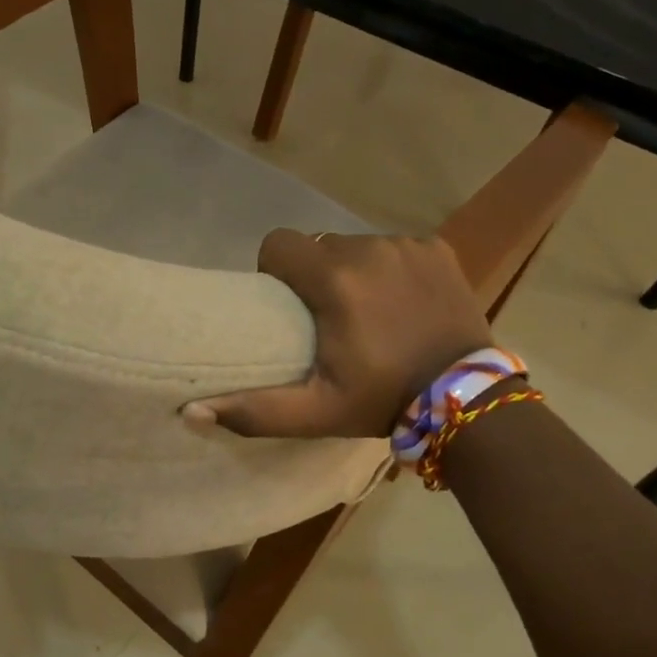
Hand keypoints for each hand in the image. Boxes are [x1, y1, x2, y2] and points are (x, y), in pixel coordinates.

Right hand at [190, 229, 493, 438]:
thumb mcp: (315, 412)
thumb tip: (191, 411)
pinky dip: (390, 268)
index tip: (288, 305)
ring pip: (357, 245)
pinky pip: (394, 248)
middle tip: (329, 317)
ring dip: (353, 270)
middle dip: (316, 275)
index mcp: (334, 280)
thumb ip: (253, 409)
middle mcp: (367, 248)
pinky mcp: (437, 248)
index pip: (279, 244)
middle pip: (319, 246)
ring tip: (368, 311)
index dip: (275, 270)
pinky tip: (403, 301)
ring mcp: (407, 245)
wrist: (466, 400)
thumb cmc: (383, 400)